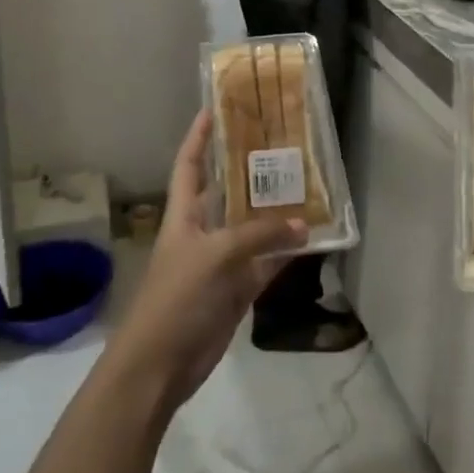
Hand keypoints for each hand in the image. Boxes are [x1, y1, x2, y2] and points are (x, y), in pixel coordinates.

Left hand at [105, 109, 305, 412]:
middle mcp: (204, 230)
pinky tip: (313, 237)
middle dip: (250, 169)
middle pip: (228, 192)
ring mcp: (223, 261)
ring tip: (307, 182)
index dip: (199, 137)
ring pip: (254, 227)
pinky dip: (287, 252)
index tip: (215, 108)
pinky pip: (268, 262)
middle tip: (282, 142)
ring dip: (276, 212)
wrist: (160, 364)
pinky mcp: (238, 288)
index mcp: (184, 214)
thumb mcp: (215, 256)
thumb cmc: (176, 297)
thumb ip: (259, 237)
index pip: (190, 165)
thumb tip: (302, 225)